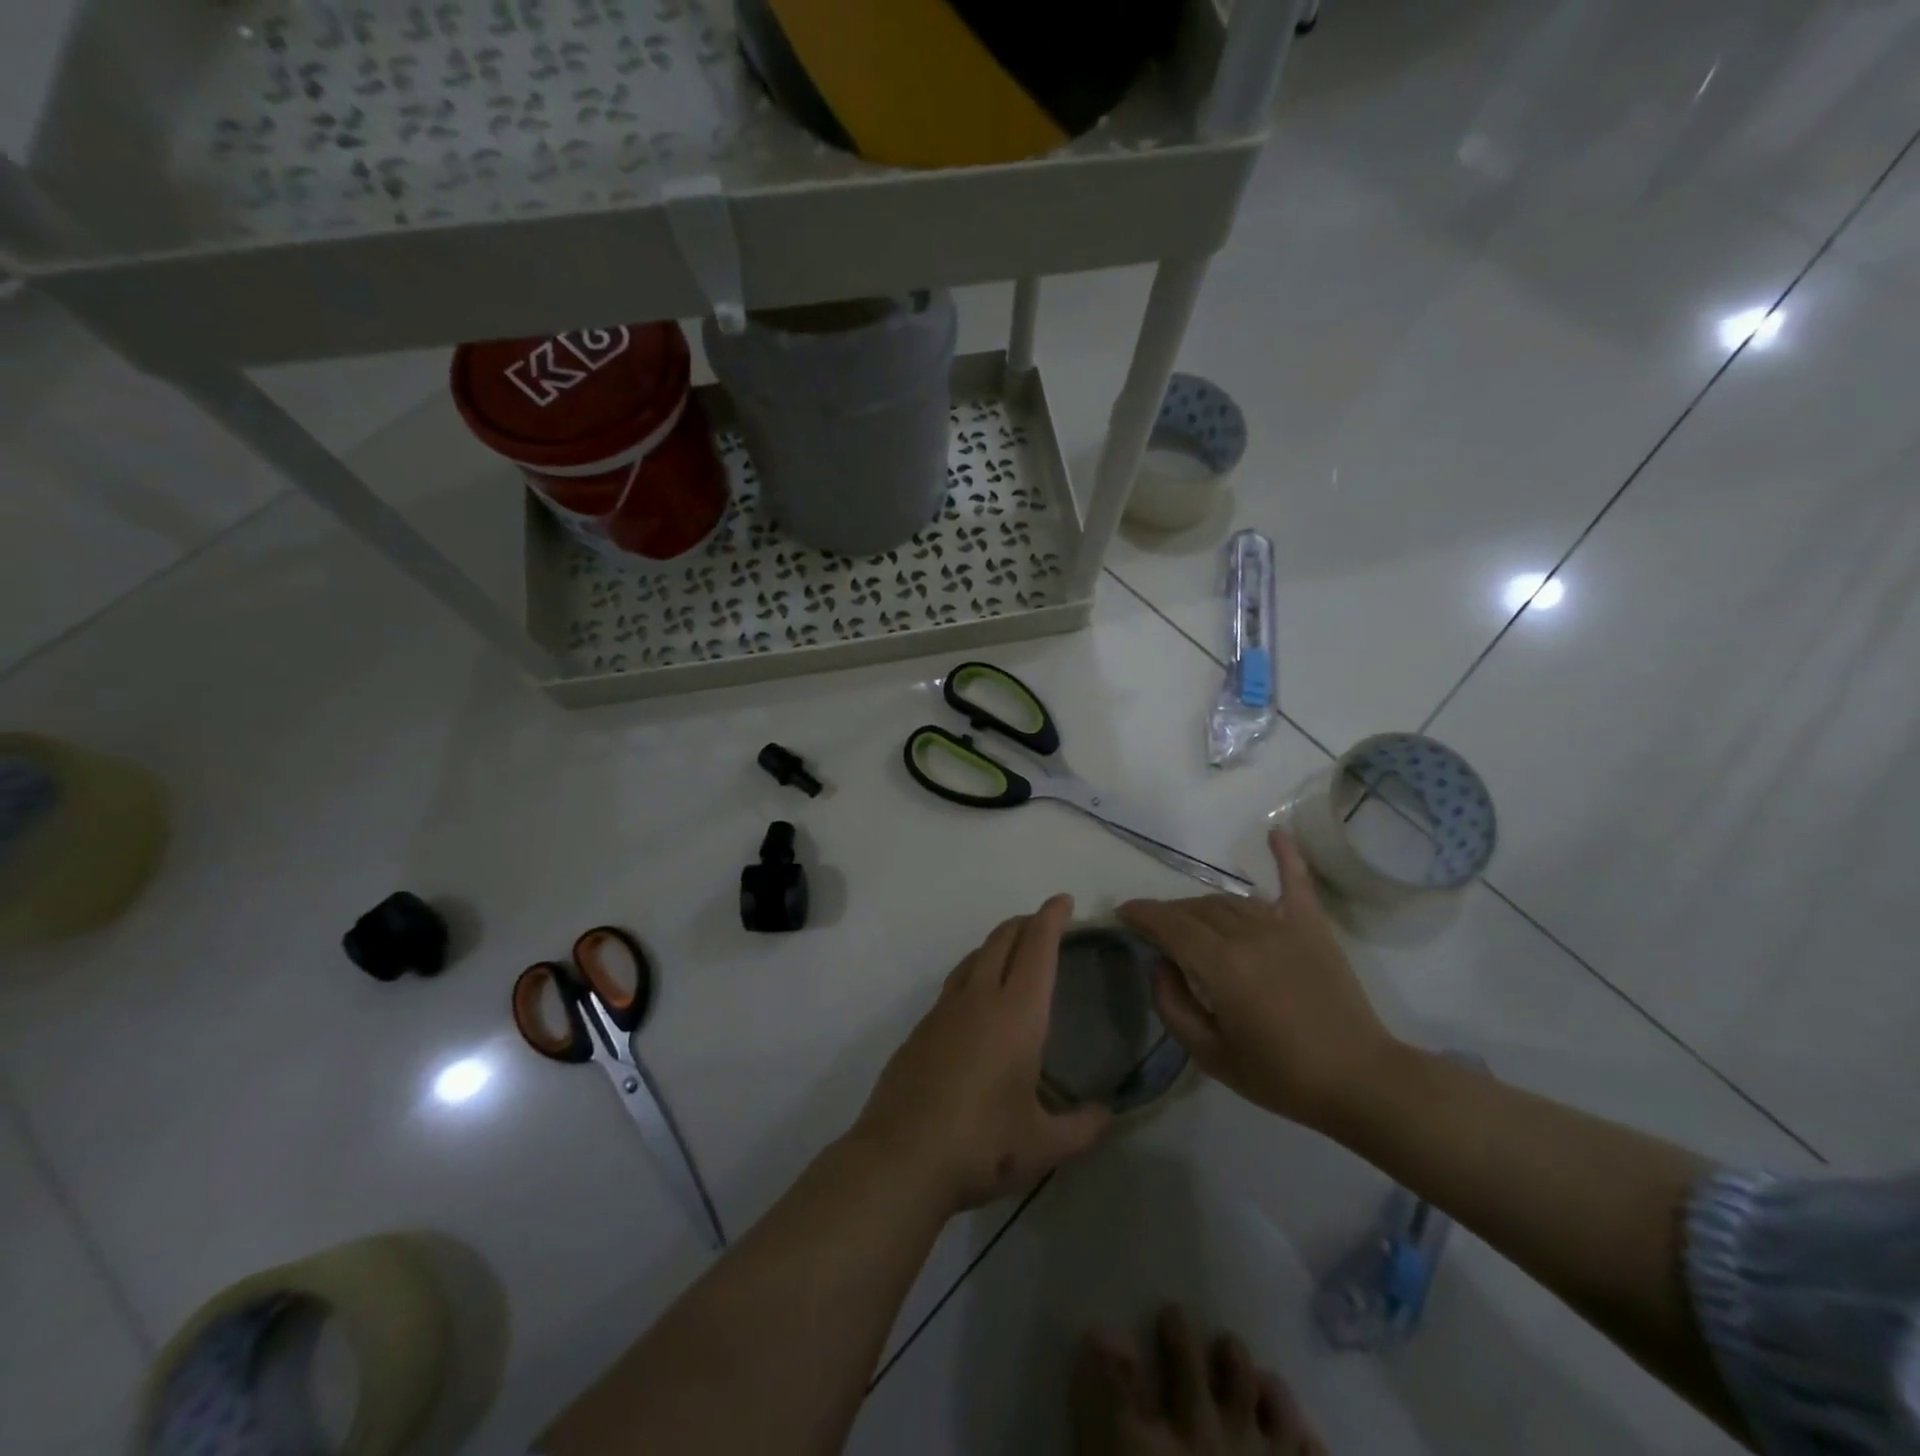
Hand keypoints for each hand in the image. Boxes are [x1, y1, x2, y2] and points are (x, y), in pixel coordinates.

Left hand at [853, 895, 1111, 1211]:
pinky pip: (955, 983)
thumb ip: (1082, 1128)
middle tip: (1044, 922)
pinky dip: (974, 971)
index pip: (1037, 948)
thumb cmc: (982, 1145)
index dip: (1051, 918)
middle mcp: (980, 999)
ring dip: (997, 944)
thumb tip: (1107, 1114)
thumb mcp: (1043, 1146)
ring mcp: (944, 1011)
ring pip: (974, 957)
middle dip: (1025, 923)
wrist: (900, 1158)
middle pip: (1002, 941)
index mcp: (1017, 1014)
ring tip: (1013, 950)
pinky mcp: (921, 1028)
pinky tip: (977, 999)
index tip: (1063, 900)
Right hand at [1070, 1307, 1324, 1454]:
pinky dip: (1313, 1450)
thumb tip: (1107, 1331)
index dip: (1178, 1330)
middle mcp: (1237, 1438)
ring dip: (1274, 1395)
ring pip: (1283, 1419)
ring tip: (1267, 1383)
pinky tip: (1312, 1442)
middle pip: (1239, 1381)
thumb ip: (1109, 1392)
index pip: (1185, 1358)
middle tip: (1226, 1341)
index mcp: (1193, 1419)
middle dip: (1232, 1355)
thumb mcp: (1116, 1448)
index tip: (1173, 1310)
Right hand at [1117, 831, 1397, 1131]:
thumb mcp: (1210, 1055)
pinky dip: (1286, 856)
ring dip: (1203, 905)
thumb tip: (1160, 964)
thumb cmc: (1281, 1076)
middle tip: (1155, 931)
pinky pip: (1296, 883)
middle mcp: (1249, 935)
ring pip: (1230, 900)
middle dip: (1168, 915)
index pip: (1169, 926)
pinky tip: (1275, 833)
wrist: (1360, 1082)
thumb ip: (1172, 1005)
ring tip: (1190, 919)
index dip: (1141, 914)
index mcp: (1221, 966)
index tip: (1122, 912)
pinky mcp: (1313, 928)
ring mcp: (1284, 926)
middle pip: (1196, 910)